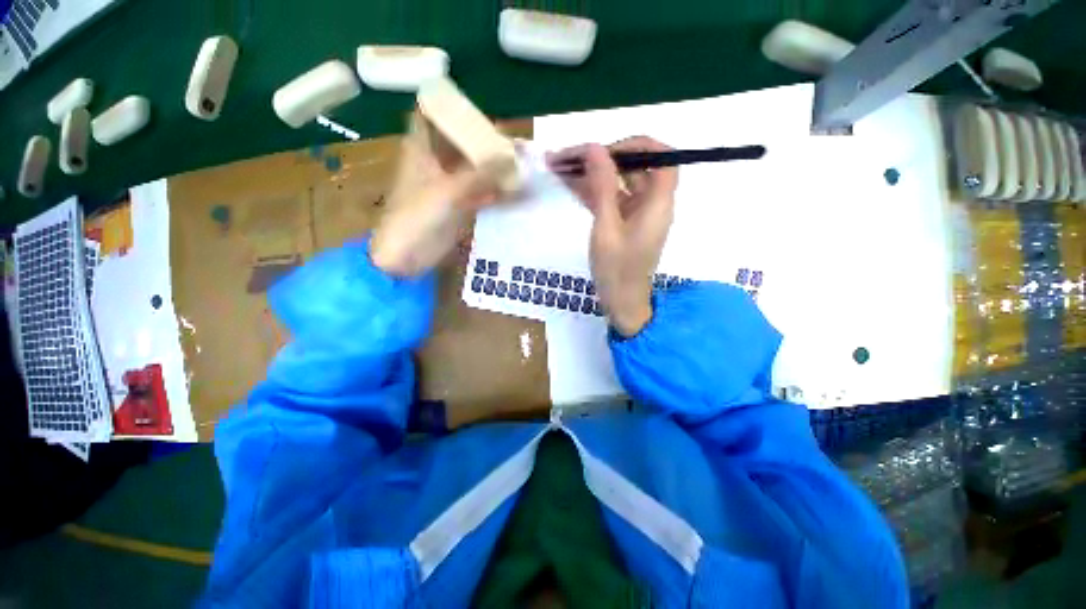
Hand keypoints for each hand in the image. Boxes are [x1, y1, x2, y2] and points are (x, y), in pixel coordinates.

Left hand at [371, 111, 501, 276]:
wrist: (407, 257)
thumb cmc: (418, 217)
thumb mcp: (449, 191)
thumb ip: (482, 174)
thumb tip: (515, 159)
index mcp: (422, 149)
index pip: (435, 115)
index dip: (454, 108)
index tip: (481, 109)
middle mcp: (436, 162)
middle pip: (461, 143)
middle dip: (486, 141)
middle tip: (515, 142)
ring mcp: (448, 185)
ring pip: (474, 169)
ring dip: (494, 167)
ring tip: (522, 165)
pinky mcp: (458, 206)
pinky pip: (480, 192)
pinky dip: (495, 191)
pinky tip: (514, 191)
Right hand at [548, 137, 677, 335]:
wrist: (621, 303)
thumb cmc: (616, 271)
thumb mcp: (606, 228)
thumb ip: (602, 187)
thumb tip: (594, 148)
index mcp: (658, 203)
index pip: (662, 157)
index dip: (637, 146)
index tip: (605, 150)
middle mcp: (652, 203)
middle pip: (635, 167)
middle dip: (602, 158)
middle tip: (569, 157)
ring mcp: (637, 213)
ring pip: (618, 182)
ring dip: (591, 174)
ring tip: (559, 166)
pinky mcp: (624, 223)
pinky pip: (610, 199)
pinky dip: (592, 191)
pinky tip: (568, 184)